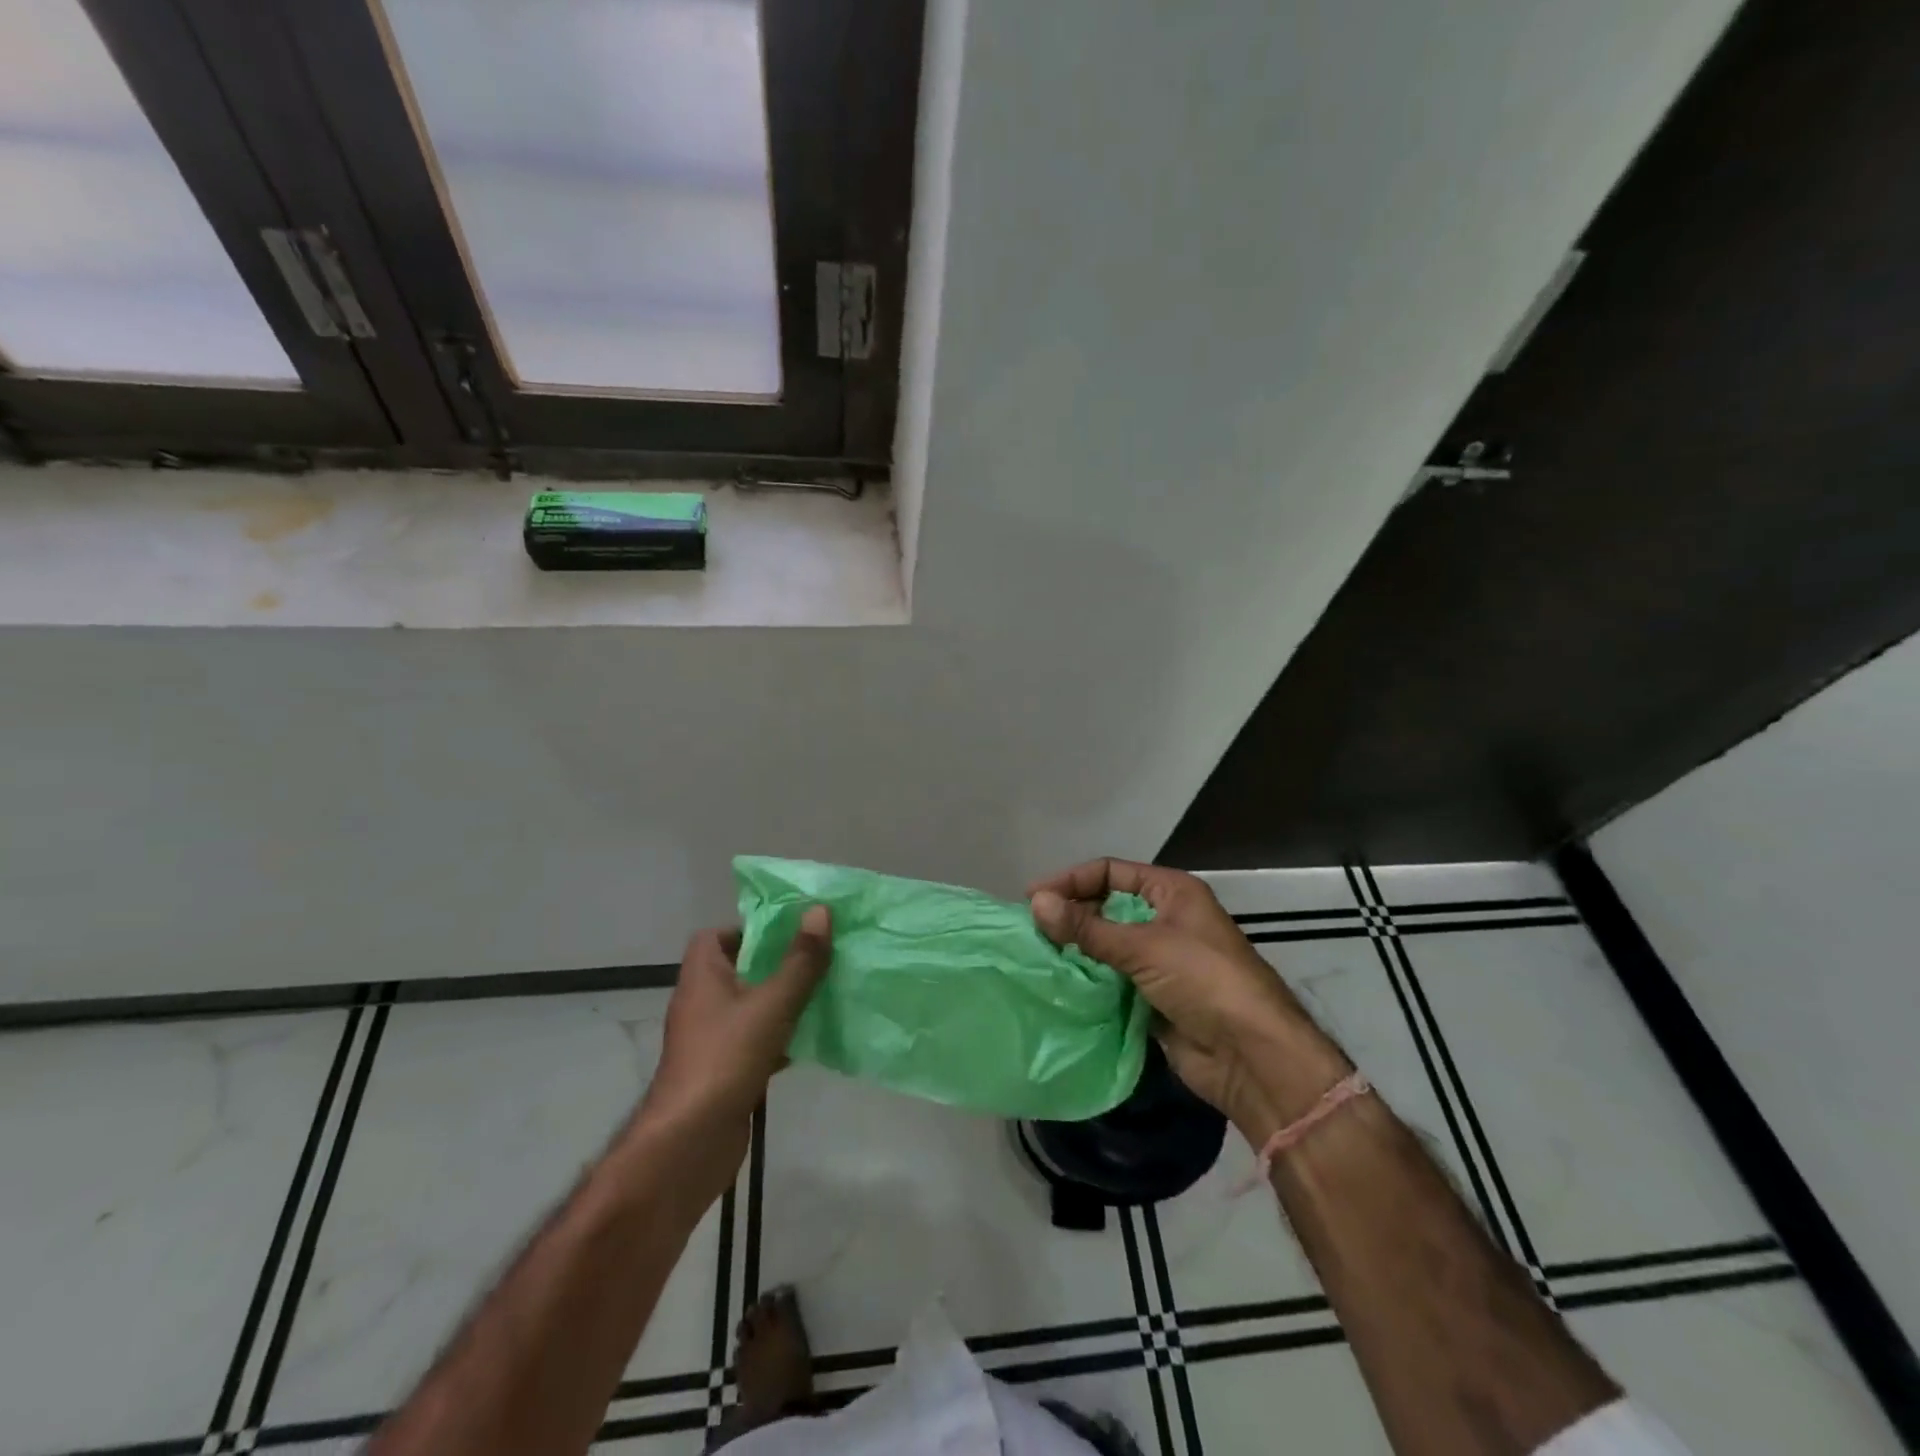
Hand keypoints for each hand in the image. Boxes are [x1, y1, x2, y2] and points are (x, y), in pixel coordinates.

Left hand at [636, 908, 831, 1183]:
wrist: (690, 1143)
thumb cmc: (725, 1058)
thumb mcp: (771, 1004)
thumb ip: (799, 960)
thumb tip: (820, 910)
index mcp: (702, 976)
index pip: (715, 936)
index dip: (749, 928)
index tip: (787, 932)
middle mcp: (702, 1002)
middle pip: (740, 969)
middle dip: (778, 963)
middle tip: (817, 956)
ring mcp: (712, 1039)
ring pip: (752, 1006)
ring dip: (784, 1000)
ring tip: (825, 990)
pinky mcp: (725, 1070)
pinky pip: (757, 1040)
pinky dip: (782, 1036)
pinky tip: (813, 1039)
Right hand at [1030, 860, 1345, 1136]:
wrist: (1251, 1056)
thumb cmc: (1203, 981)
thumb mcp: (1143, 946)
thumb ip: (1087, 927)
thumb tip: (1035, 902)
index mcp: (1172, 892)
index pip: (1111, 872)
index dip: (1072, 881)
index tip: (1032, 898)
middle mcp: (1165, 920)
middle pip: (1107, 907)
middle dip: (1071, 915)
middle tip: (1030, 929)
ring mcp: (1160, 960)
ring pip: (1107, 946)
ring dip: (1076, 950)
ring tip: (1036, 956)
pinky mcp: (1153, 997)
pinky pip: (1112, 980)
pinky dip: (1088, 981)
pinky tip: (1059, 985)